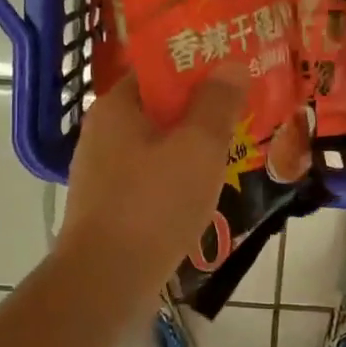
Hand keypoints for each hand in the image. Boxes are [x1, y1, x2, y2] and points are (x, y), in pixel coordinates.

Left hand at [58, 69, 246, 286]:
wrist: (106, 281)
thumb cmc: (153, 204)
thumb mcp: (197, 147)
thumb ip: (217, 103)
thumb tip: (232, 65)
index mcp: (116, 107)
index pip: (158, 69)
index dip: (198, 65)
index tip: (234, 72)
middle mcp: (103, 132)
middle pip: (159, 107)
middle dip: (201, 108)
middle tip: (243, 111)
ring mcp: (103, 171)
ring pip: (157, 144)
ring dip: (192, 145)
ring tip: (232, 149)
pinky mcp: (110, 204)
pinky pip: (152, 175)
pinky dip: (178, 175)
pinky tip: (204, 189)